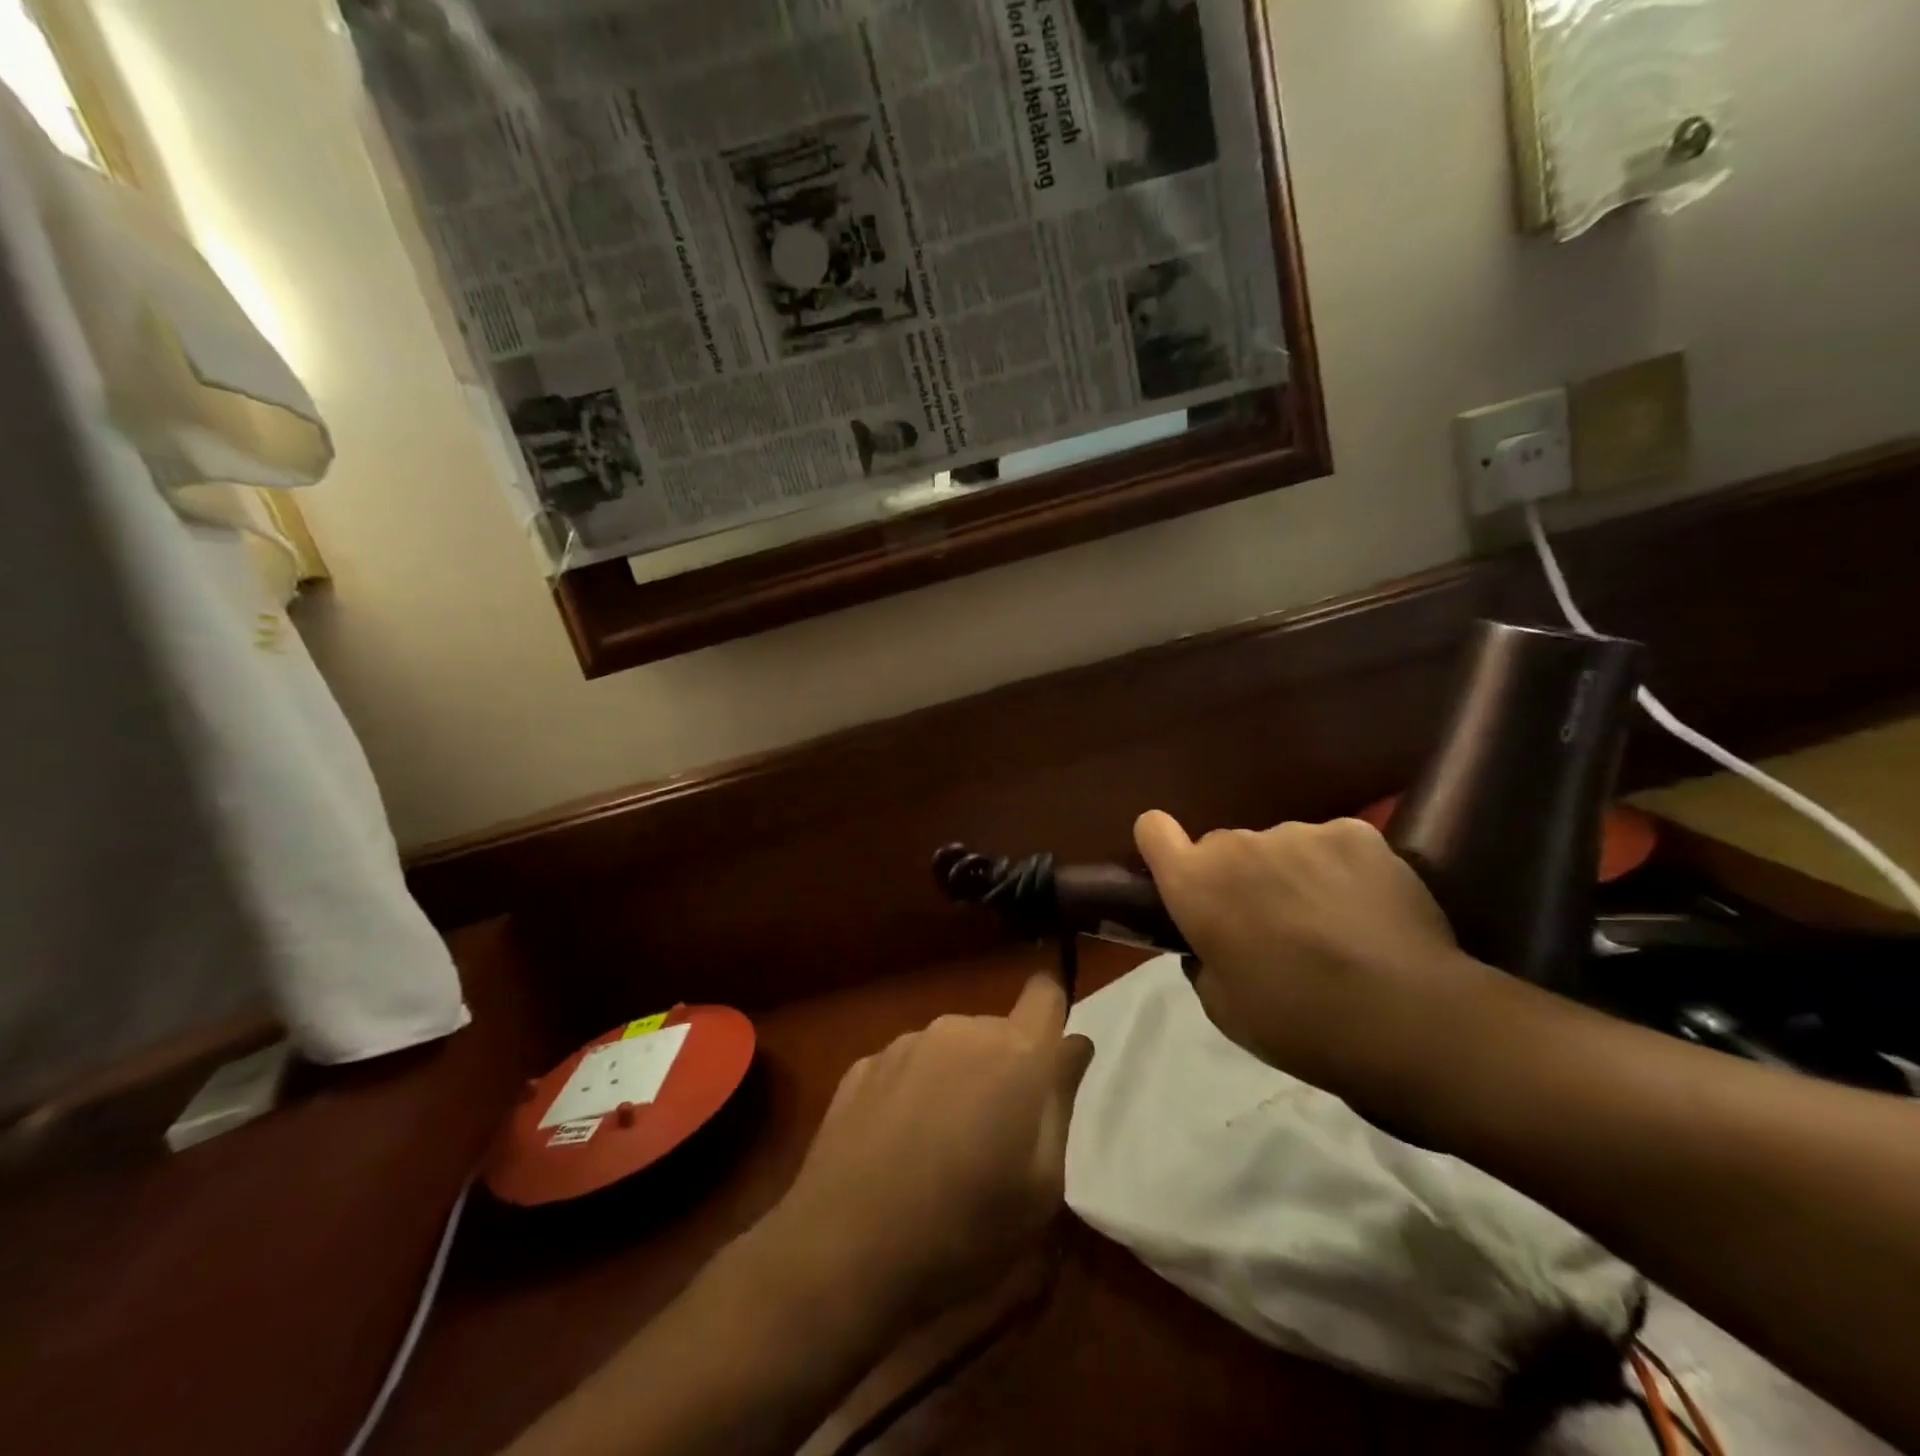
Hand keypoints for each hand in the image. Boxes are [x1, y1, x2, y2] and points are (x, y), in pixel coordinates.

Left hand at [763, 974, 1094, 1331]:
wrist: (844, 1248)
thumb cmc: (964, 1228)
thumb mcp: (1041, 1187)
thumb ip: (1060, 1101)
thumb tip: (1073, 1046)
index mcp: (1013, 1052)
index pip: (1045, 993)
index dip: (1052, 1014)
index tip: (1049, 1055)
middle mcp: (958, 1030)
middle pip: (997, 1031)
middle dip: (1004, 1068)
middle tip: (995, 1135)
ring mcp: (905, 1043)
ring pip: (950, 1048)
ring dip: (956, 1080)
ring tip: (940, 1147)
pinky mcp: (863, 1064)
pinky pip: (907, 1067)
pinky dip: (912, 1093)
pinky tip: (897, 1147)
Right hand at [1135, 811, 1498, 1110]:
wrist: (1408, 1020)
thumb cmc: (1298, 1023)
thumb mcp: (1223, 1007)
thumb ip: (1203, 958)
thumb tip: (1211, 941)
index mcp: (1196, 884)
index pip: (1152, 829)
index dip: (1162, 846)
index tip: (1181, 871)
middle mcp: (1237, 845)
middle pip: (1224, 846)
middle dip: (1238, 876)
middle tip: (1272, 923)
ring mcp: (1298, 832)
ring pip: (1281, 846)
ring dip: (1291, 872)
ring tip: (1330, 921)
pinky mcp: (1355, 832)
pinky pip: (1331, 844)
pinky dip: (1340, 868)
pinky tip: (1365, 907)